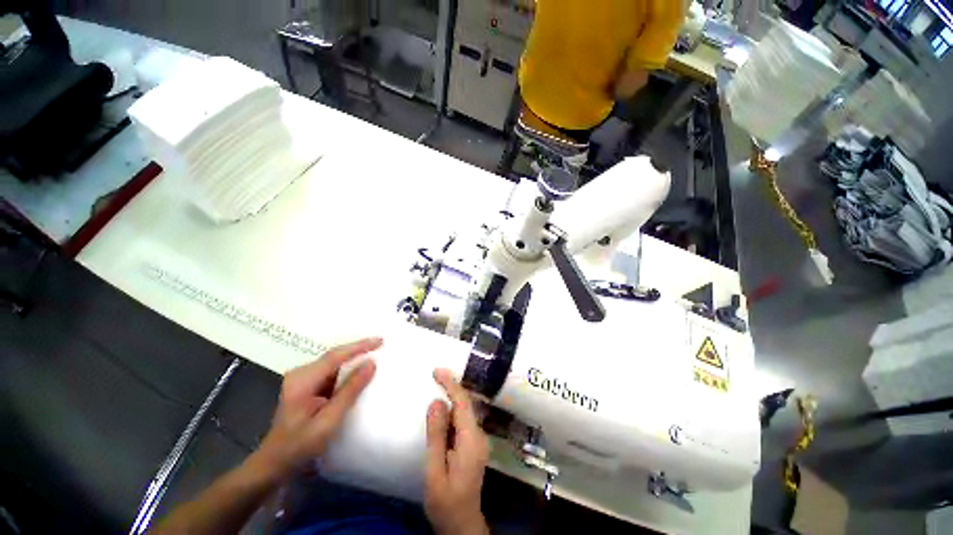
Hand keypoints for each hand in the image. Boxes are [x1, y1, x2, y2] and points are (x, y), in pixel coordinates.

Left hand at [255, 338, 379, 480]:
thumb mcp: (328, 421)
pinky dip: (348, 369)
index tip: (380, 340)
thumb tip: (371, 364)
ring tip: (376, 353)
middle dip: (358, 349)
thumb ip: (350, 391)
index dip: (359, 346)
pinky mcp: (307, 387)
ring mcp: (303, 380)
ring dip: (354, 358)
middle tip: (381, 344)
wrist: (274, 465)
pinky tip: (359, 370)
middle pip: (334, 356)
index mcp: (302, 380)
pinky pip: (332, 372)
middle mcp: (301, 374)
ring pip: (334, 363)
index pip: (335, 356)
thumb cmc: (299, 447)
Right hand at [424, 369, 490, 534]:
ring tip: (436, 385)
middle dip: (451, 387)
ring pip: (465, 411)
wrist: (462, 524)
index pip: (463, 403)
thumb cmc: (446, 502)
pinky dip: (452, 411)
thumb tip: (436, 402)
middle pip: (466, 404)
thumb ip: (436, 436)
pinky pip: (463, 420)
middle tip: (434, 375)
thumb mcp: (435, 471)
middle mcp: (479, 435)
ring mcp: (478, 440)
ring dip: (451, 398)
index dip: (451, 384)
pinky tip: (441, 411)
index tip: (437, 370)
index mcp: (472, 440)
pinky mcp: (474, 445)